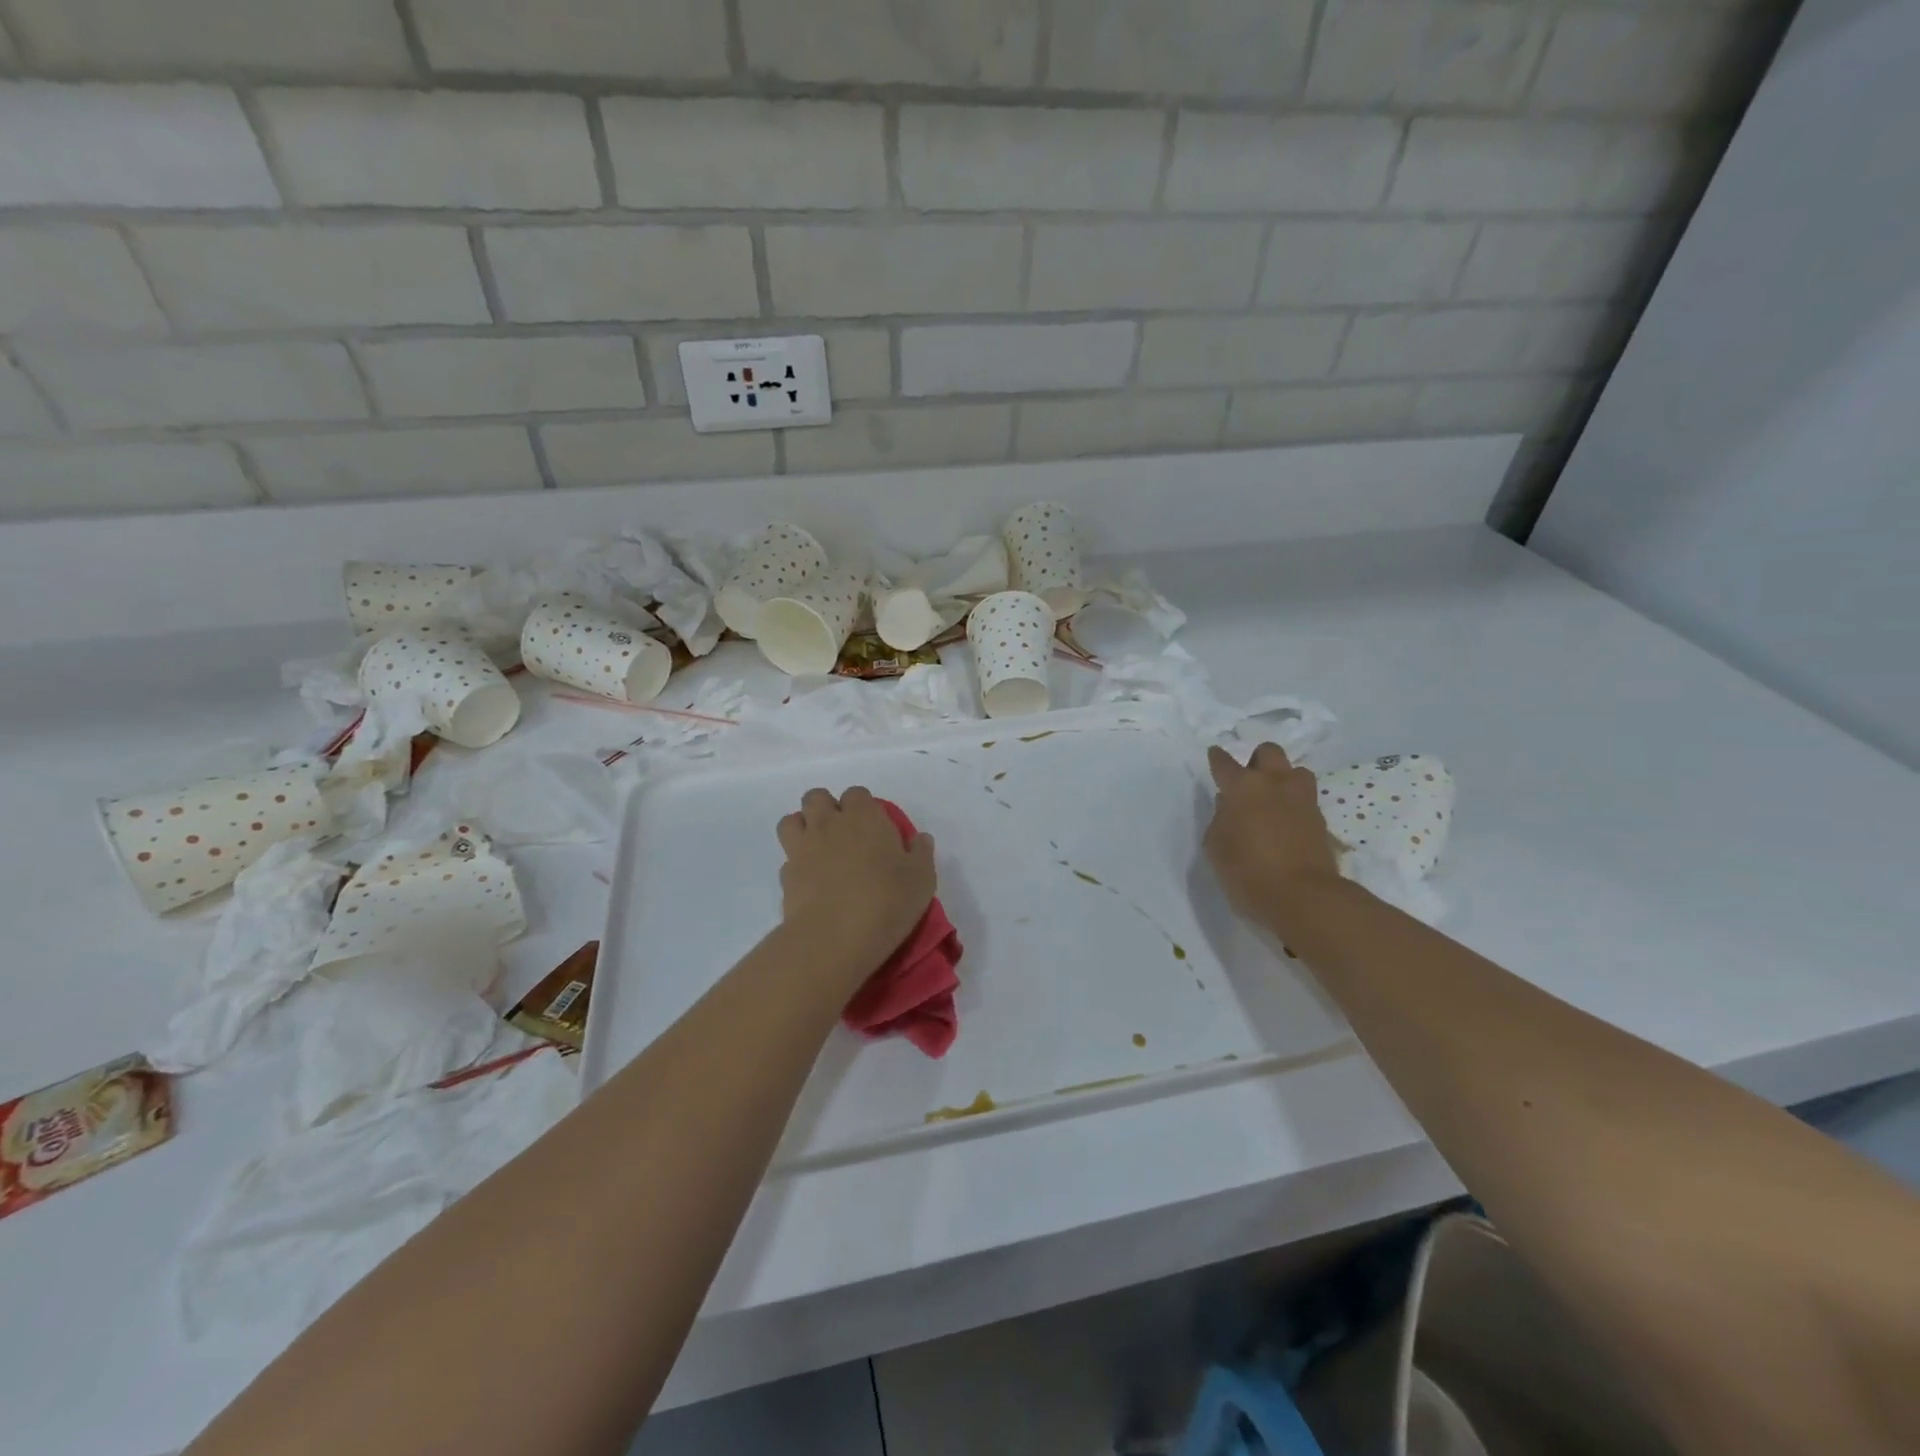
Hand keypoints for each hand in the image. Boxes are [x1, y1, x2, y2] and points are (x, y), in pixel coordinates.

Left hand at [777, 786, 936, 974]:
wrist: (835, 937)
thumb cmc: (887, 901)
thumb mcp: (921, 879)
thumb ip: (921, 853)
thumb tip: (919, 839)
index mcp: (864, 816)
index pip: (857, 794)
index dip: (863, 806)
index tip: (873, 827)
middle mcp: (829, 823)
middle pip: (816, 798)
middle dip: (826, 808)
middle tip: (842, 833)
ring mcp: (802, 847)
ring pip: (791, 820)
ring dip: (803, 828)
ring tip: (818, 849)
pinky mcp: (786, 875)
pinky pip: (787, 858)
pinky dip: (796, 864)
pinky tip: (811, 882)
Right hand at [1204, 743, 1341, 923]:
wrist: (1302, 896)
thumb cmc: (1246, 870)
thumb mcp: (1216, 846)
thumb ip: (1220, 818)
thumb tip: (1230, 806)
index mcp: (1243, 787)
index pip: (1225, 763)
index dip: (1217, 758)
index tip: (1214, 755)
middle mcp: (1274, 784)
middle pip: (1269, 752)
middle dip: (1257, 761)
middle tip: (1249, 782)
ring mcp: (1302, 800)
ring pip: (1296, 771)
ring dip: (1283, 779)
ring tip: (1273, 800)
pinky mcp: (1321, 820)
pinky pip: (1306, 800)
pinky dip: (1295, 805)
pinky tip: (1286, 823)